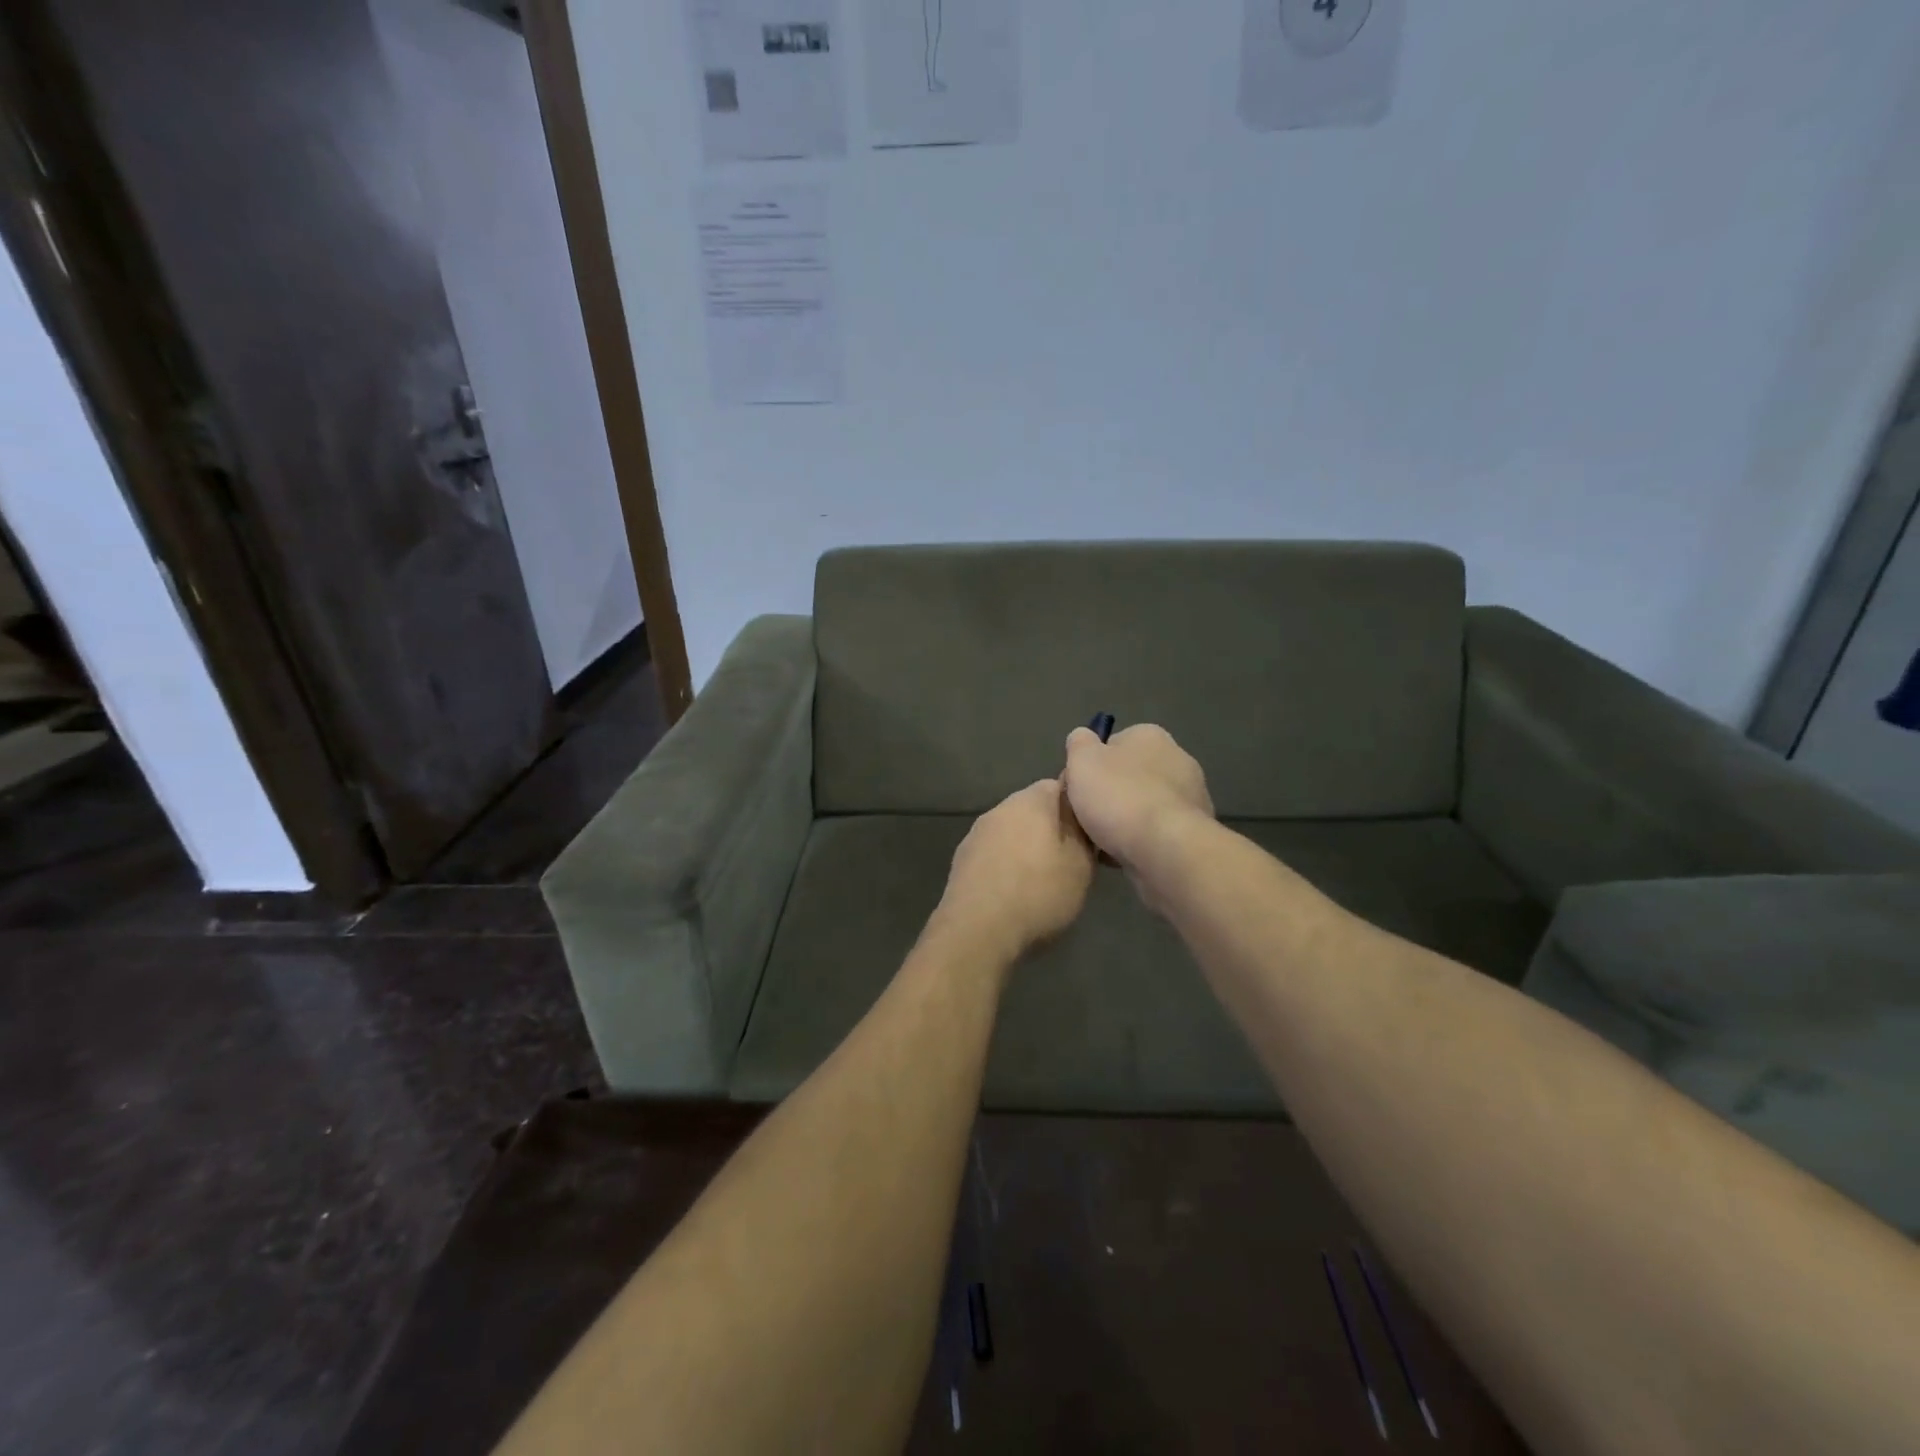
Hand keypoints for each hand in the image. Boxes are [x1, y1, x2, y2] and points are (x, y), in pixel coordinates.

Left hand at [938, 779, 1095, 961]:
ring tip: (1045, 881)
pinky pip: (994, 855)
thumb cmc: (1038, 894)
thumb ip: (1083, 834)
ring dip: (1028, 849)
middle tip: (1073, 860)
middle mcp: (999, 808)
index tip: (1092, 833)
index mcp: (1031, 800)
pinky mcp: (962, 861)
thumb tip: (1079, 815)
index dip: (1079, 807)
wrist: (976, 932)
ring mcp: (976, 834)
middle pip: (1034, 809)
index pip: (1061, 785)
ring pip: (1012, 832)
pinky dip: (1007, 866)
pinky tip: (1016, 893)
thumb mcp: (1081, 865)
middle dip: (1053, 829)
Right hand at [1061, 724, 1212, 896]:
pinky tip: (1123, 855)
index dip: (1092, 765)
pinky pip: (1157, 831)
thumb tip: (1082, 739)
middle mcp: (1177, 759)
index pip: (1113, 744)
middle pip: (1130, 775)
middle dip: (1110, 794)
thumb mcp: (1082, 760)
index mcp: (1150, 735)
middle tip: (1086, 816)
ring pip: (1144, 805)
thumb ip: (1079, 743)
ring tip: (1101, 842)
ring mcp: (1191, 796)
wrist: (1165, 849)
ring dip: (1126, 820)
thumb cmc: (1119, 796)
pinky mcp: (1195, 830)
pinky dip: (1141, 840)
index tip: (1078, 788)